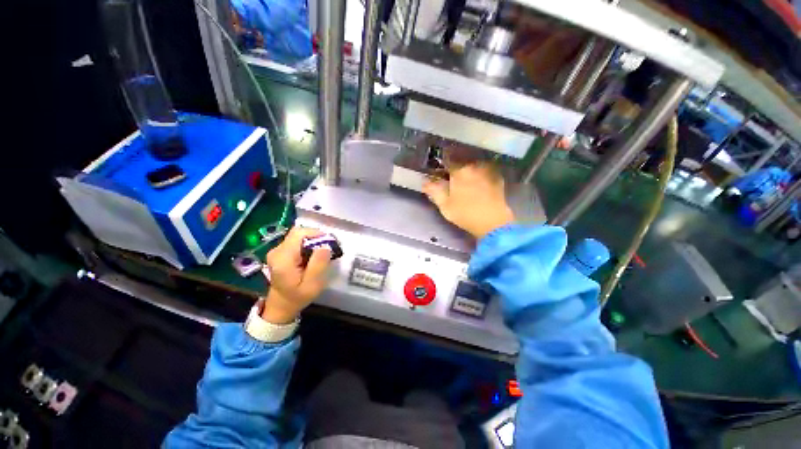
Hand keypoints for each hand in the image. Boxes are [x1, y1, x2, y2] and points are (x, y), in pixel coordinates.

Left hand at [263, 227, 331, 323]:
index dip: (316, 234)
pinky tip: (314, 255)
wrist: (281, 305)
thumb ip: (318, 265)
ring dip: (313, 241)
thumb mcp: (312, 285)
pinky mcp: (281, 252)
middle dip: (316, 237)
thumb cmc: (298, 297)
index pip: (299, 233)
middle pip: (299, 233)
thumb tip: (325, 246)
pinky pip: (297, 241)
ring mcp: (277, 250)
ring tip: (322, 253)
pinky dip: (308, 245)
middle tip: (328, 248)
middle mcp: (277, 251)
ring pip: (299, 236)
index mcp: (283, 258)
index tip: (329, 244)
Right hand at [423, 162, 514, 238]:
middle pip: (462, 165)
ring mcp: (488, 172)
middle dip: (456, 171)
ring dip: (470, 173)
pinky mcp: (498, 180)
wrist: (493, 223)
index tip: (440, 174)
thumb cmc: (465, 214)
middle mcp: (474, 167)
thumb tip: (425, 182)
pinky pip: (486, 174)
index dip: (442, 167)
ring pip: (475, 168)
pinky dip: (481, 177)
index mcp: (459, 171)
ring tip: (467, 185)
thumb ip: (434, 191)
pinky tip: (481, 186)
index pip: (447, 162)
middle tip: (453, 182)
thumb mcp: (444, 205)